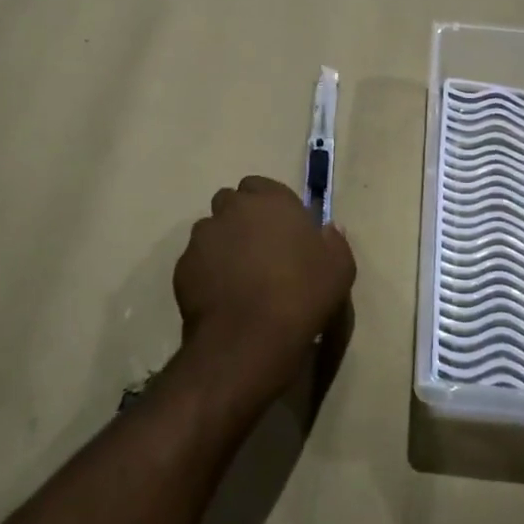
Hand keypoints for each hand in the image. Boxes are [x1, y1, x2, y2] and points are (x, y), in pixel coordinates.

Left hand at [173, 175, 355, 405]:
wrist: (250, 337)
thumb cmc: (302, 294)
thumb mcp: (339, 268)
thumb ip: (333, 241)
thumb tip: (326, 230)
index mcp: (271, 200)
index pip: (261, 185)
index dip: (268, 205)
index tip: (280, 228)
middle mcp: (232, 209)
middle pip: (231, 203)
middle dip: (241, 219)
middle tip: (259, 249)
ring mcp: (203, 237)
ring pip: (211, 231)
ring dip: (222, 243)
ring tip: (238, 275)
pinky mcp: (183, 266)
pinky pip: (196, 260)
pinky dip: (207, 271)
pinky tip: (222, 295)